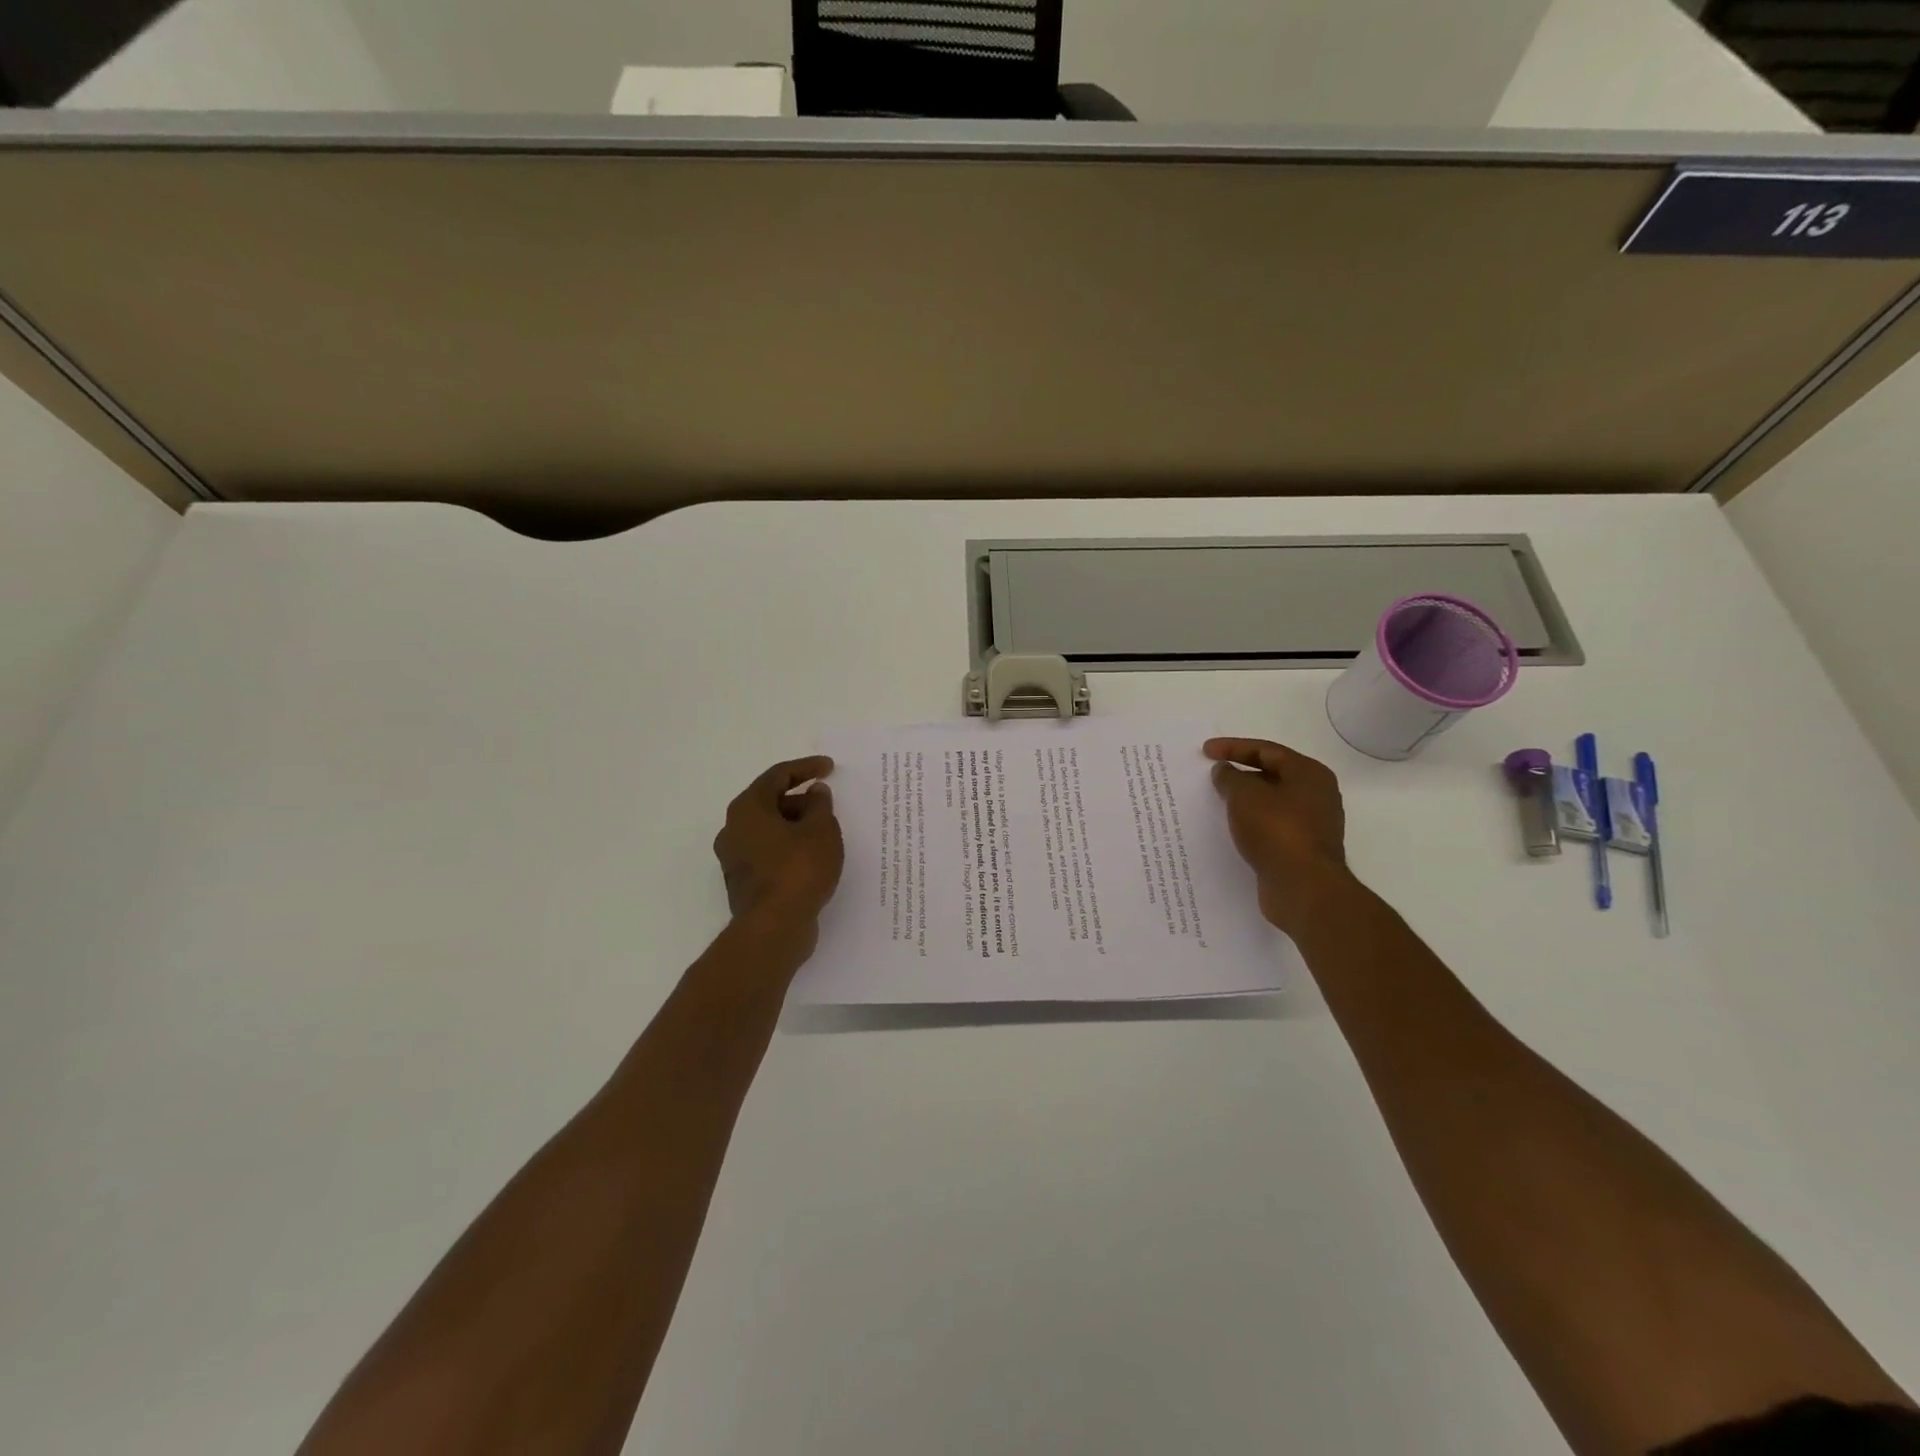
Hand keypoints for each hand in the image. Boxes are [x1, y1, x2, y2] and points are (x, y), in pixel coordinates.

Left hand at [713, 756, 844, 927]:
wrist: (774, 928)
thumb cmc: (798, 870)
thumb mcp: (821, 830)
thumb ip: (820, 805)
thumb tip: (814, 792)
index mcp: (748, 808)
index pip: (777, 776)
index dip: (806, 768)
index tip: (829, 767)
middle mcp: (733, 829)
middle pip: (769, 802)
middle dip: (800, 799)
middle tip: (829, 804)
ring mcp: (734, 858)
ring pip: (768, 829)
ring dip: (795, 825)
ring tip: (825, 832)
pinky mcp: (743, 882)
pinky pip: (768, 852)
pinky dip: (789, 847)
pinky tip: (812, 857)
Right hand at [1205, 737, 1350, 934]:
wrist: (1304, 887)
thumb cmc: (1276, 830)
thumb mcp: (1245, 795)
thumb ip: (1231, 778)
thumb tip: (1225, 771)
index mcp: (1309, 774)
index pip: (1266, 750)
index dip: (1233, 747)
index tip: (1205, 751)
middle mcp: (1316, 795)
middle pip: (1272, 774)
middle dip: (1240, 773)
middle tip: (1212, 774)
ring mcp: (1312, 824)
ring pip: (1271, 802)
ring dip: (1245, 799)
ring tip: (1217, 800)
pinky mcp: (1301, 849)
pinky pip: (1271, 825)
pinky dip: (1251, 821)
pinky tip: (1232, 828)